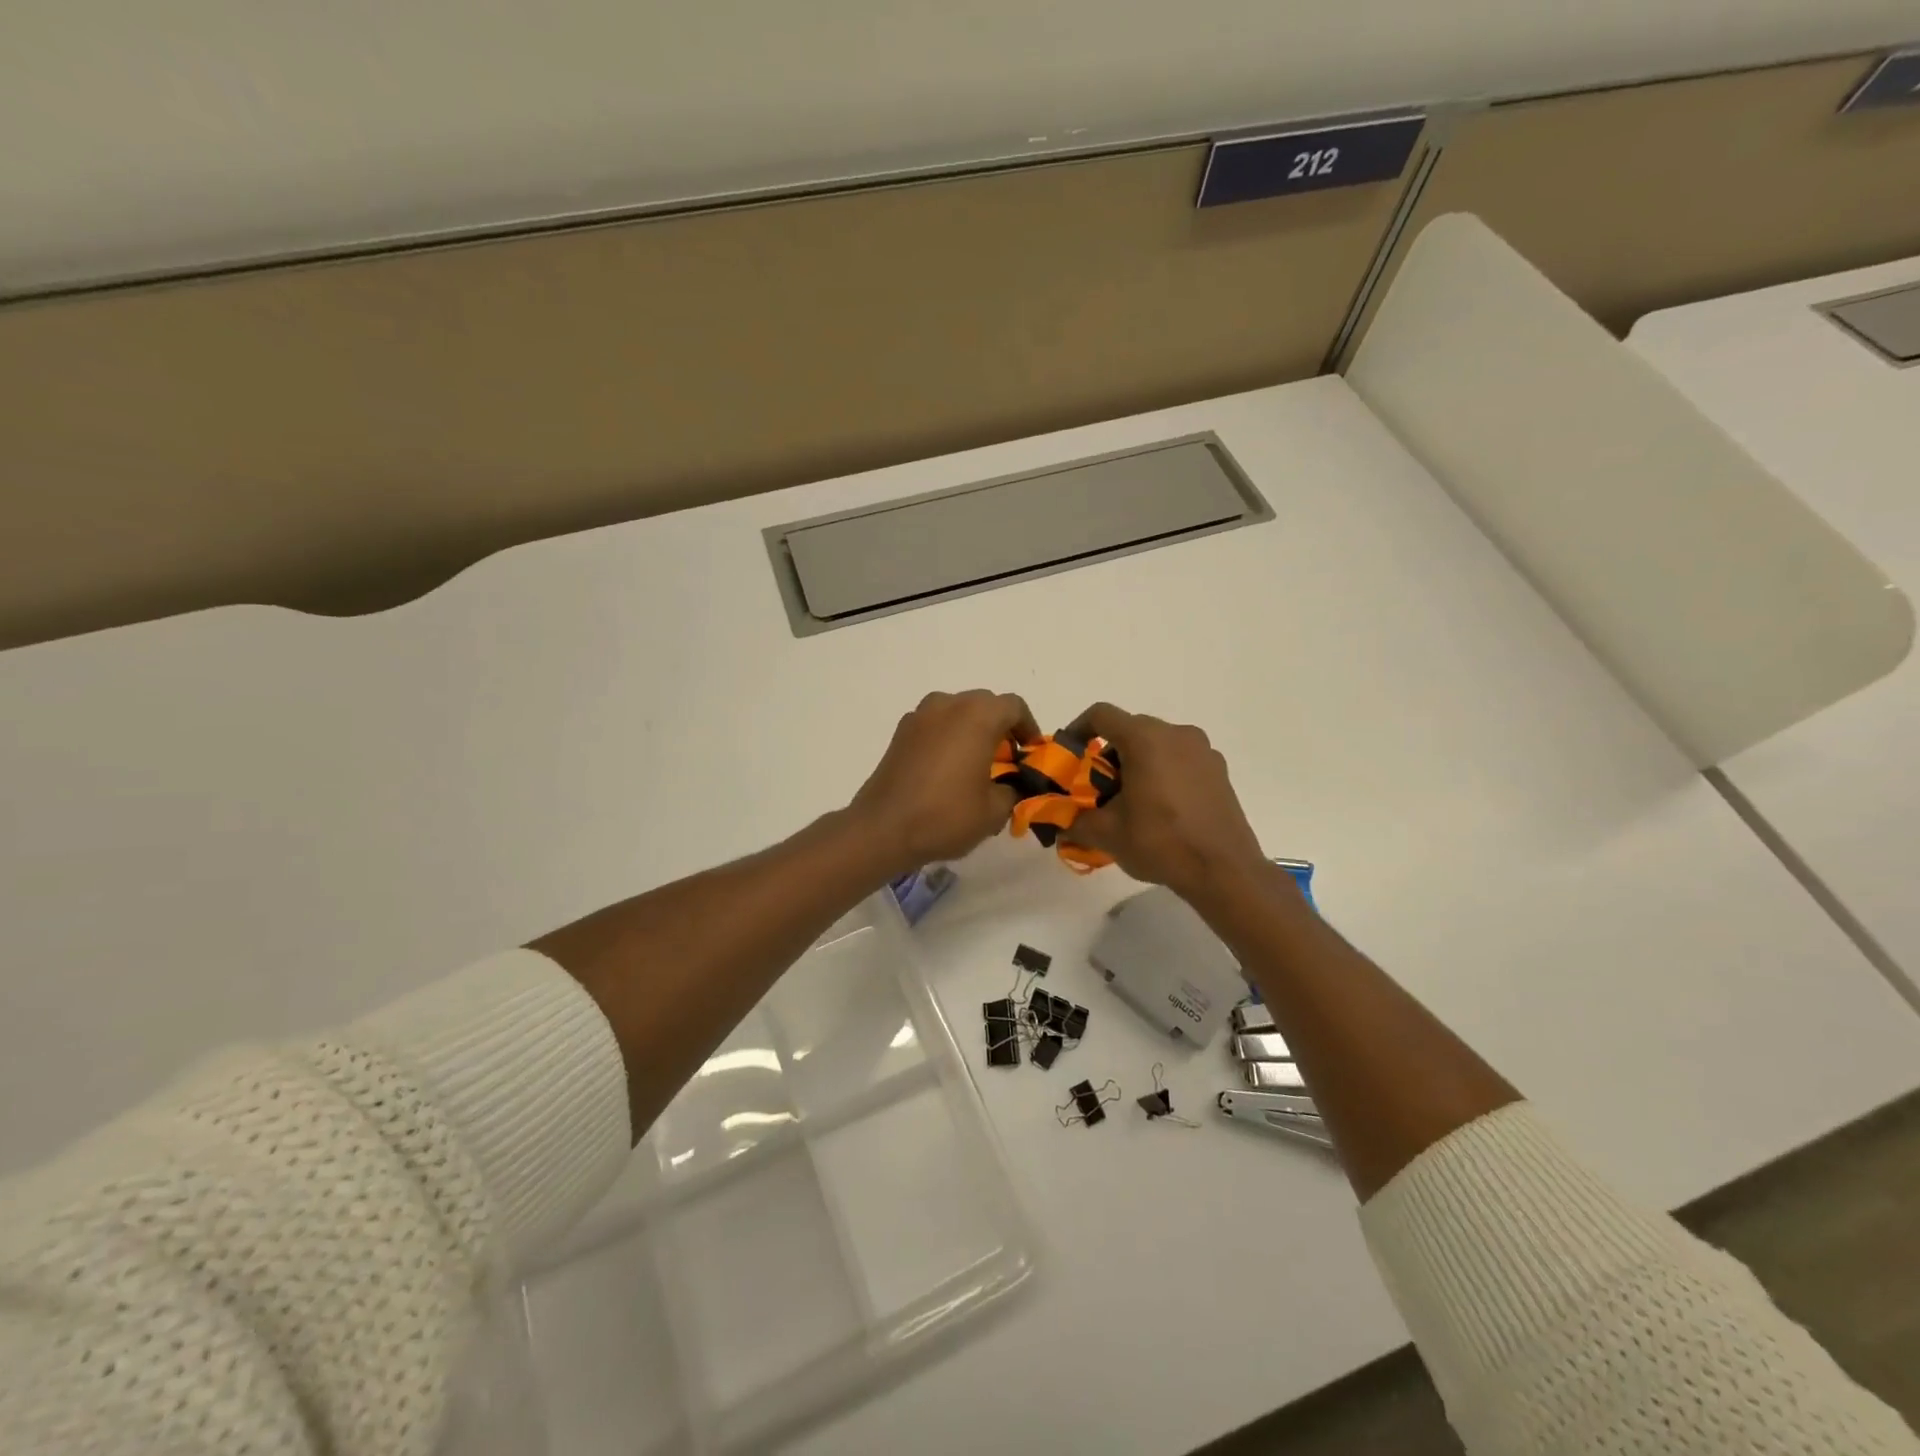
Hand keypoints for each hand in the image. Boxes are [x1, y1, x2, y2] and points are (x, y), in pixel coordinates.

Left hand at [851, 690, 1039, 872]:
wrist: (883, 828)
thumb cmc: (946, 815)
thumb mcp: (994, 810)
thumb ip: (1014, 790)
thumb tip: (1013, 785)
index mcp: (977, 715)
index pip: (1014, 707)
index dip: (1028, 728)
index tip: (1031, 754)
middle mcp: (948, 705)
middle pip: (985, 704)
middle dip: (1000, 728)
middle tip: (1007, 761)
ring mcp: (920, 716)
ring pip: (957, 712)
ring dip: (972, 730)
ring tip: (977, 764)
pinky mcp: (901, 732)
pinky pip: (935, 725)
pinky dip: (948, 738)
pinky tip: (948, 770)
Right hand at [1061, 703, 1267, 899]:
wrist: (1225, 871)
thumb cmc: (1161, 842)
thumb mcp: (1107, 834)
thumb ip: (1075, 820)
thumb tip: (1060, 822)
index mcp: (1146, 739)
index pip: (1101, 715)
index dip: (1078, 730)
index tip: (1069, 757)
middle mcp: (1176, 734)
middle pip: (1130, 730)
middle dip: (1107, 756)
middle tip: (1096, 789)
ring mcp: (1203, 751)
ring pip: (1157, 745)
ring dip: (1136, 765)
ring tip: (1129, 802)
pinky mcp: (1219, 771)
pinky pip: (1180, 761)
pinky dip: (1162, 774)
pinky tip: (1160, 809)